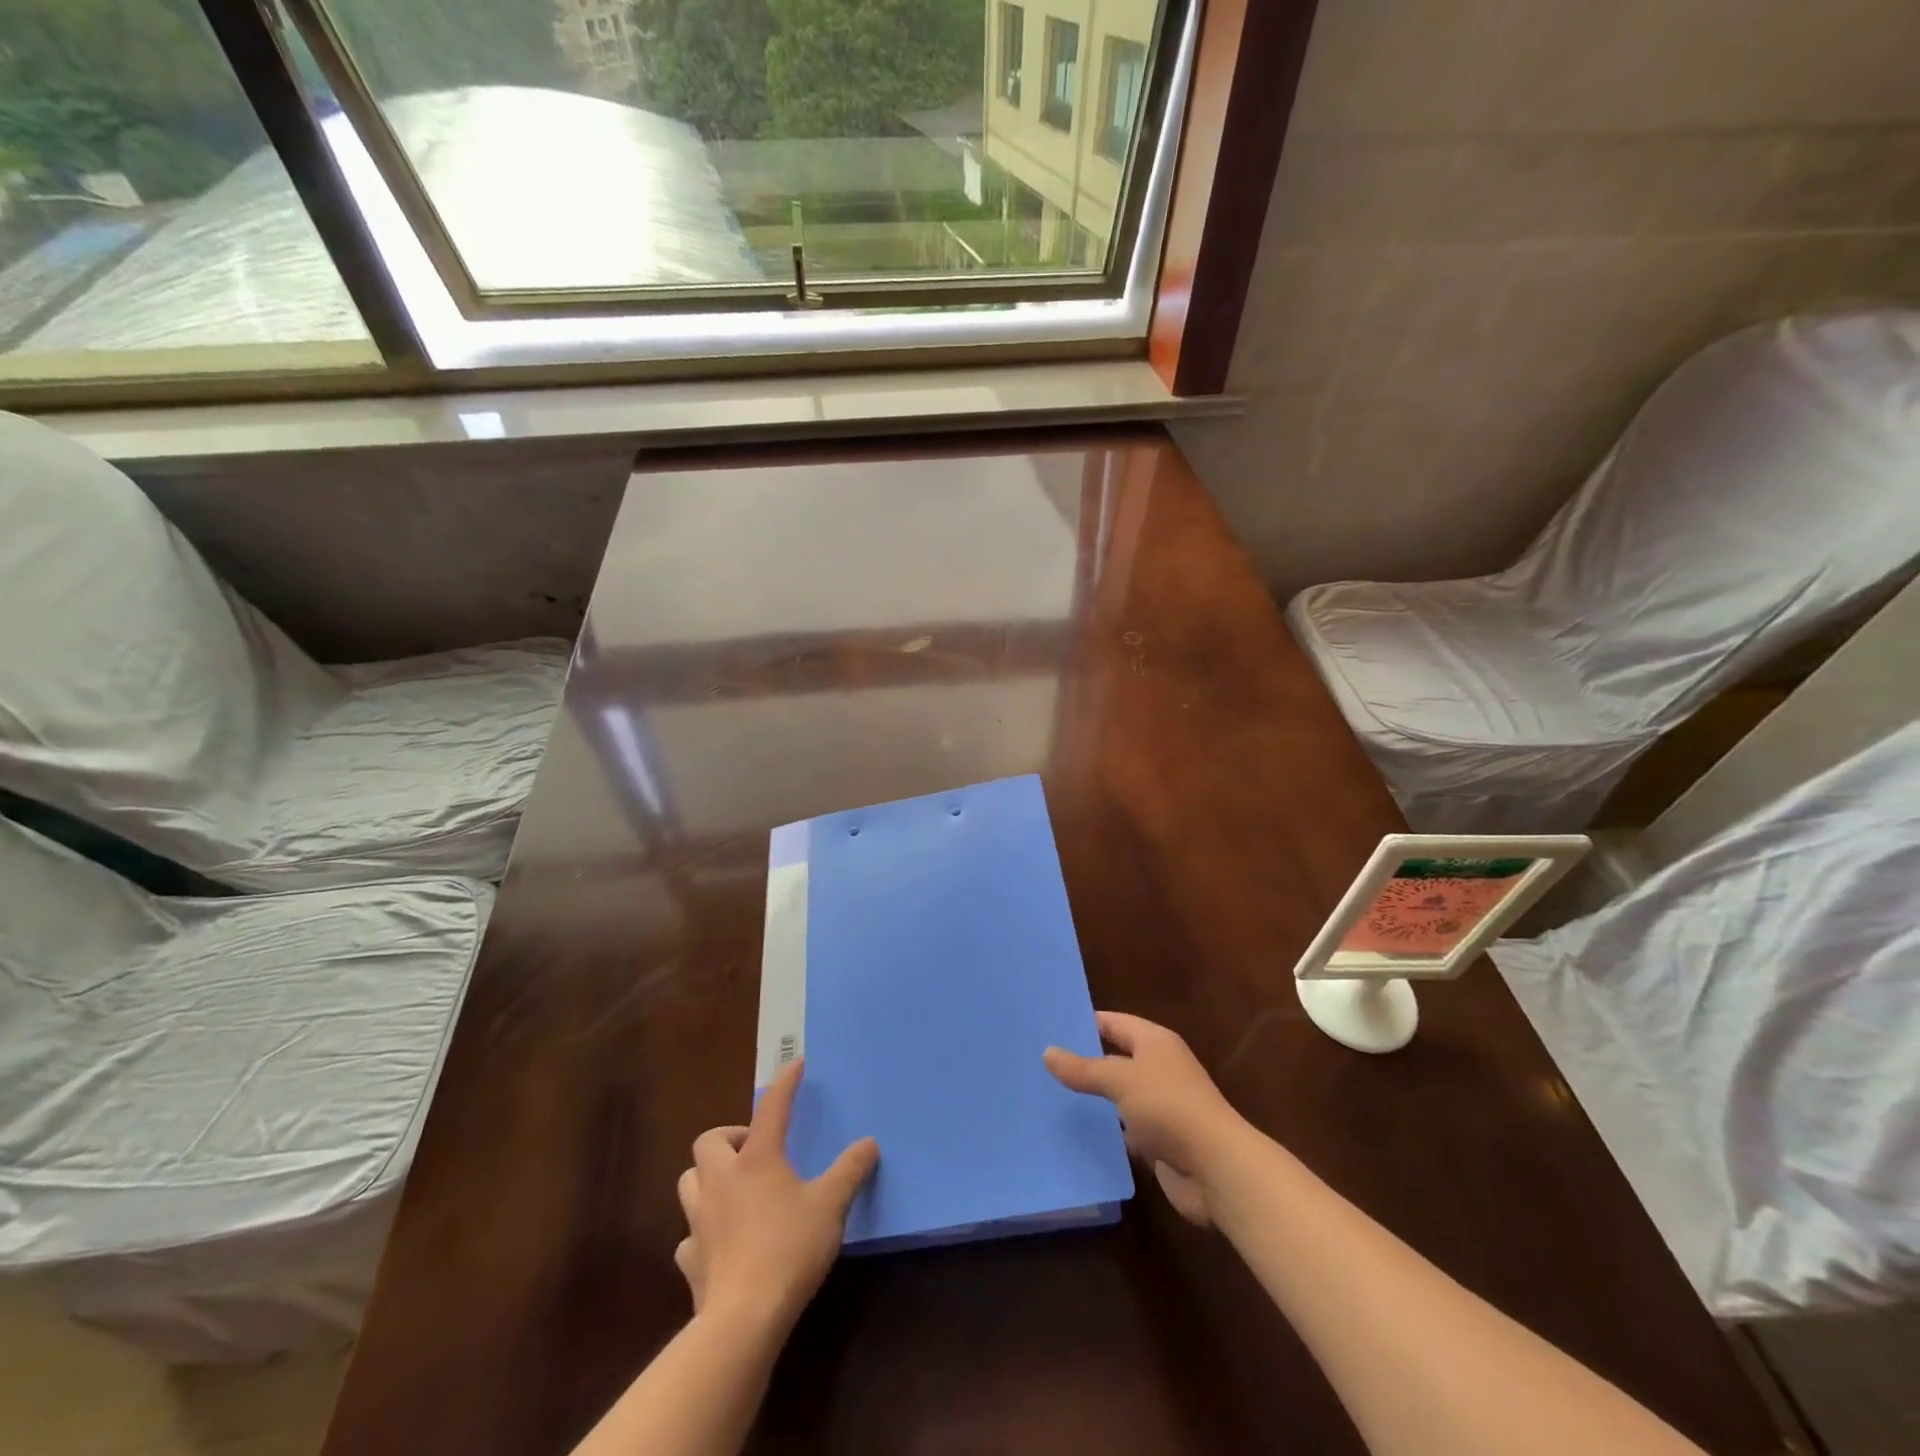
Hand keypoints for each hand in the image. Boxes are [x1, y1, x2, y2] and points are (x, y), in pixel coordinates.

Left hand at [675, 1059, 878, 1336]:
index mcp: (757, 1159)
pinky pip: (688, 1235)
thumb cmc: (789, 1249)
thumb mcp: (830, 1205)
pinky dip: (701, 1231)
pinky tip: (719, 1242)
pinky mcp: (690, 1260)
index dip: (784, 1083)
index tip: (795, 1065)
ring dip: (708, 1177)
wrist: (743, 1319)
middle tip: (754, 1148)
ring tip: (733, 1188)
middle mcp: (722, 1181)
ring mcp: (699, 1221)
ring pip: (689, 1181)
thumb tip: (869, 1143)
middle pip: (709, 1140)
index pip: (771, 1107)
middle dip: (729, 1136)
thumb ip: (850, 1171)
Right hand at [1044, 1012, 1247, 1225]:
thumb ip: (1084, 1069)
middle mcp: (1159, 1068)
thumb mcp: (1120, 1081)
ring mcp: (1160, 1106)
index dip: (1084, 1023)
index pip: (1113, 1023)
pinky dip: (1106, 1132)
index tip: (1049, 1027)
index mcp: (1155, 1042)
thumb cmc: (1169, 1108)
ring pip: (1118, 1097)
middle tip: (1040, 1064)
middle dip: (1083, 1062)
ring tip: (1049, 1098)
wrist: (1217, 1169)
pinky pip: (1125, 1130)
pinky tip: (1075, 1135)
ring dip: (1093, 1101)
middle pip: (1115, 1059)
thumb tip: (1047, 1052)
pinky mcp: (1160, 1141)